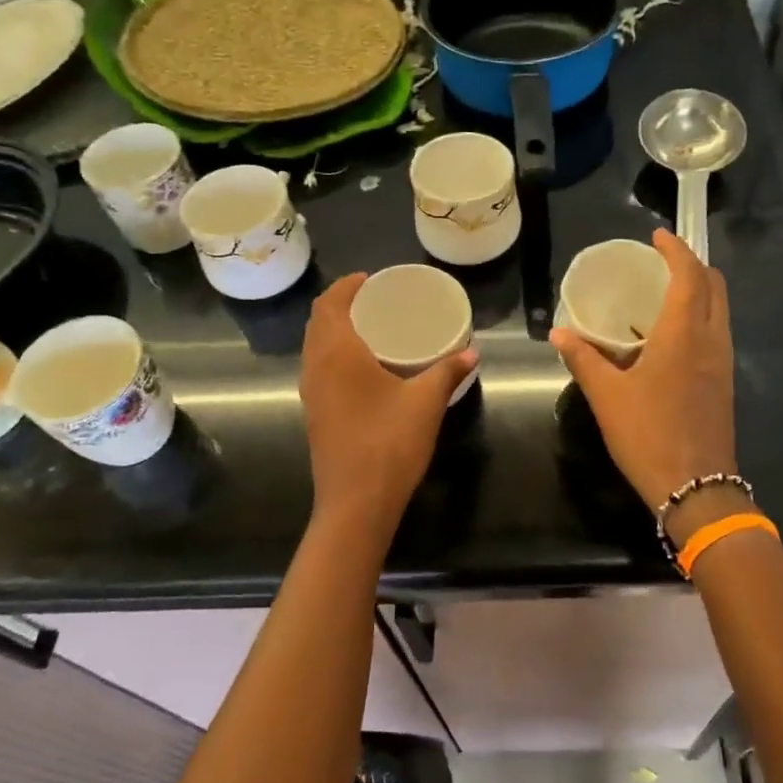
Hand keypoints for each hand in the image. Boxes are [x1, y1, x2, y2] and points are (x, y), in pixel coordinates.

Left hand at [300, 273, 477, 539]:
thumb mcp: (425, 403)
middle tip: (374, 301)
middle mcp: (315, 367)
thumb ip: (447, 372)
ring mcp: (311, 393)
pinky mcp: (315, 415)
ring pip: (315, 348)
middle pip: (318, 323)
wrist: (356, 503)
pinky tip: (363, 369)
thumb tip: (472, 352)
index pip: (330, 304)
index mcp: (336, 353)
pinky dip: (334, 356)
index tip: (370, 279)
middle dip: (341, 305)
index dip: (346, 286)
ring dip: (334, 331)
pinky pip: (319, 370)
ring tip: (370, 329)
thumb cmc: (389, 443)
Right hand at [550, 229, 737, 516]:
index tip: (657, 236)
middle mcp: (711, 341)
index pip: (689, 276)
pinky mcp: (724, 383)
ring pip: (720, 310)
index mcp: (684, 335)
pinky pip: (718, 333)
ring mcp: (723, 363)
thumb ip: (583, 359)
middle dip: (693, 265)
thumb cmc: (648, 435)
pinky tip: (674, 336)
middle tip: (663, 261)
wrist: (696, 486)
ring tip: (667, 293)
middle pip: (714, 287)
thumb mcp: (607, 396)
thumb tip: (558, 333)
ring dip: (700, 291)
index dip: (676, 250)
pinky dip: (701, 317)